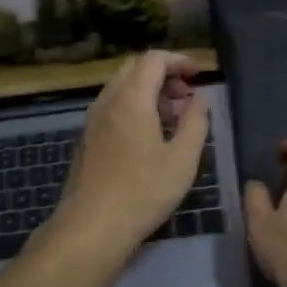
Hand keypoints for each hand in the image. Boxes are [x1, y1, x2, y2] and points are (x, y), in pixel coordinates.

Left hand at [51, 51, 208, 255]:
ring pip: (121, 89)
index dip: (179, 60)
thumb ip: (195, 122)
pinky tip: (150, 136)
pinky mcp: (87, 140)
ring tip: (174, 118)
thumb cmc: (143, 191)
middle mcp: (107, 102)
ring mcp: (92, 121)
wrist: (91, 227)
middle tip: (187, 95)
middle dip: (163, 74)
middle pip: (134, 69)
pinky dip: (134, 108)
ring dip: (149, 92)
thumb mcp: (182, 159)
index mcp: (131, 99)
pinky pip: (112, 108)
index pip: (153, 60)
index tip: (199, 75)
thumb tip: (200, 98)